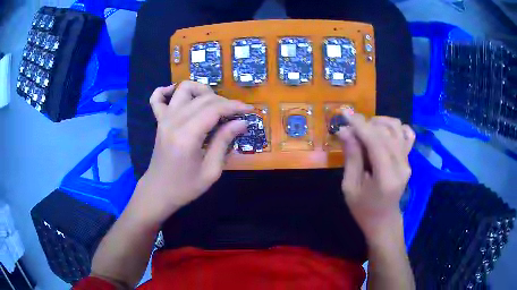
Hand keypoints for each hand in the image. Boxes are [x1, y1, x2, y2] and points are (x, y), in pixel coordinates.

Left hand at [133, 81, 253, 224]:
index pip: (214, 109)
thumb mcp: (211, 171)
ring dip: (202, 91)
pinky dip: (166, 90)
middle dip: (224, 101)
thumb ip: (224, 142)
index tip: (249, 110)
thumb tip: (241, 123)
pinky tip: (177, 93)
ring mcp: (164, 119)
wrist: (158, 192)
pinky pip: (157, 98)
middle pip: (203, 98)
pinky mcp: (158, 121)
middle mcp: (174, 121)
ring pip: (184, 90)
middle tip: (236, 115)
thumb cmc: (185, 187)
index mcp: (187, 136)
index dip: (234, 106)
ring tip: (213, 104)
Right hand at [336, 115, 414, 243]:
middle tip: (350, 129)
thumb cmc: (363, 209)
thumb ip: (351, 157)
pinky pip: (407, 135)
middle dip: (366, 124)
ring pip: (397, 128)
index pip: (375, 141)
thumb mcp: (350, 187)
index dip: (360, 125)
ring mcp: (408, 161)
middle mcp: (401, 165)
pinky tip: (384, 132)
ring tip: (365, 130)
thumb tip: (344, 131)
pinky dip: (396, 128)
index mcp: (386, 177)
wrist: (384, 220)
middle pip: (385, 131)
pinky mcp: (409, 159)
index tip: (344, 113)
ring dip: (379, 122)